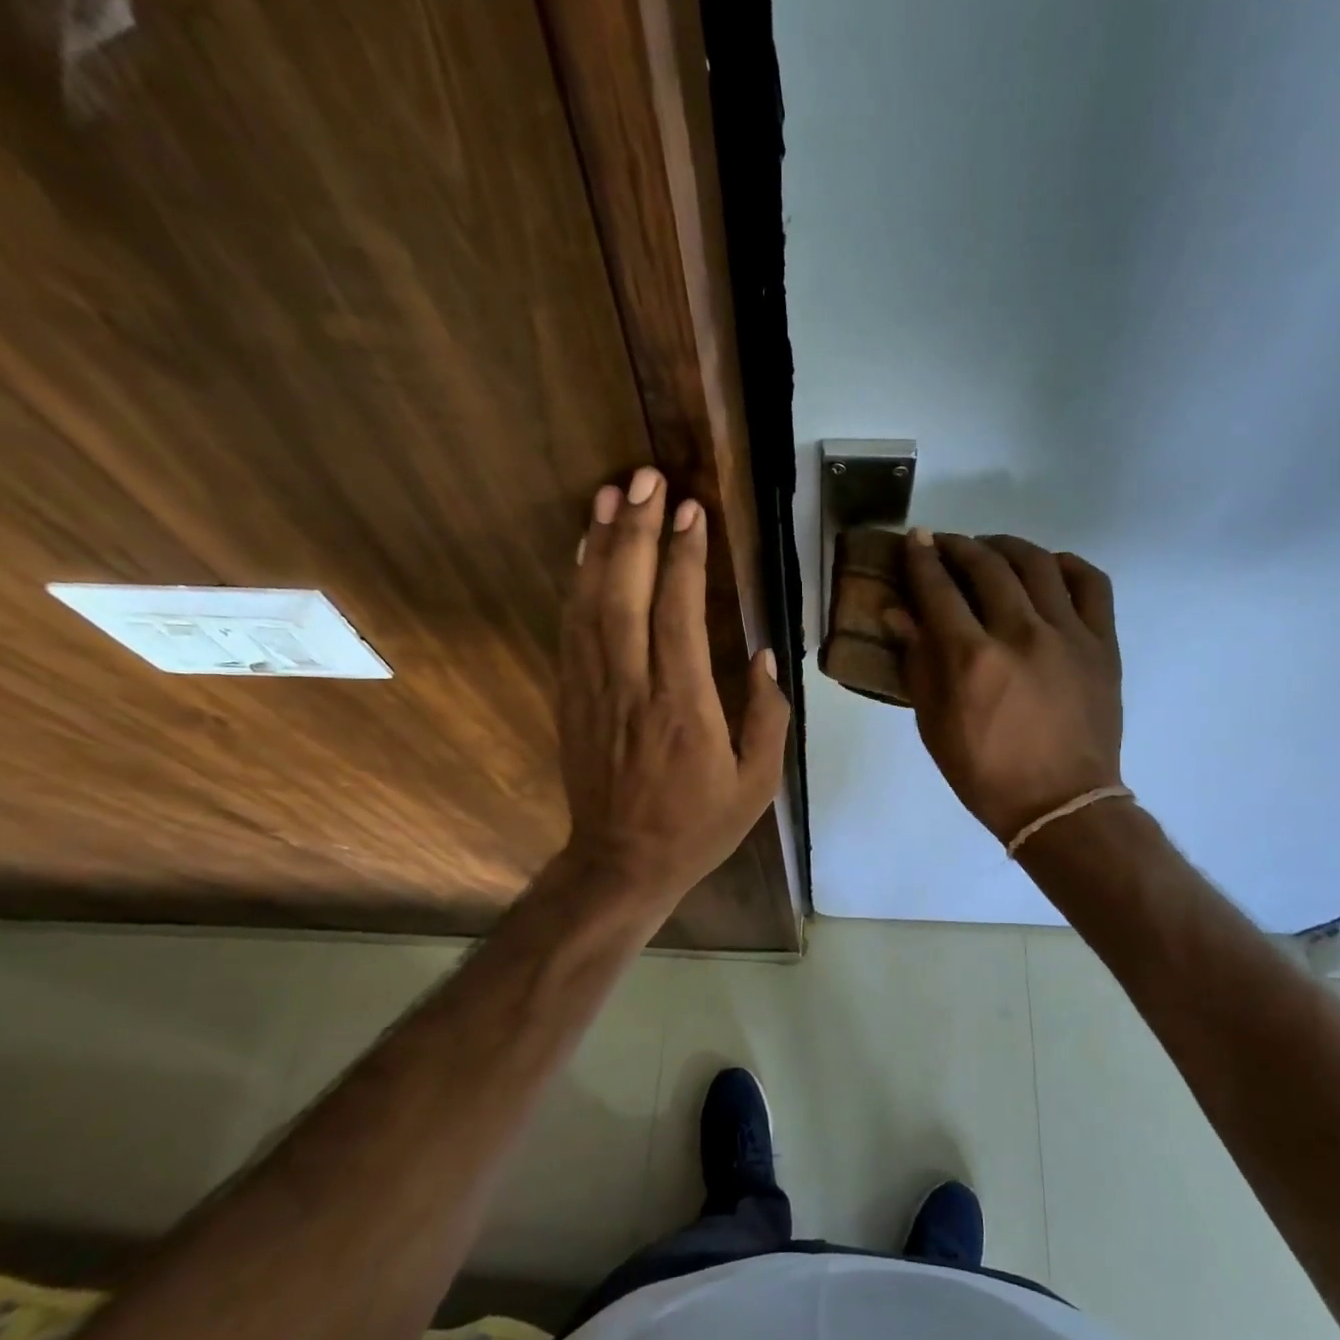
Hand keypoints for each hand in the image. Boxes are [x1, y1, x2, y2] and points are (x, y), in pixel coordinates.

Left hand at [556, 467, 789, 908]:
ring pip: (591, 603)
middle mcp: (633, 687)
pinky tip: (585, 550)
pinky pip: (572, 629)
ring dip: (600, 544)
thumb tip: (764, 654)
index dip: (684, 557)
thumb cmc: (698, 826)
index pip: (679, 614)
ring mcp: (594, 689)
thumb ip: (767, 716)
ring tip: (610, 493)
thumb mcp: (757, 783)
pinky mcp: (572, 696)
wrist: (622, 863)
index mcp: (684, 707)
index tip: (690, 511)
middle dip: (636, 530)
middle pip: (627, 594)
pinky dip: (577, 583)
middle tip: (645, 477)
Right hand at [885, 530, 1121, 844]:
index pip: (939, 589)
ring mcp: (1068, 634)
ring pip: (1037, 563)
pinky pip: (1090, 583)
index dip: (922, 559)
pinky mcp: (1102, 643)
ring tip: (992, 551)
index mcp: (972, 659)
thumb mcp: (934, 725)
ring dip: (1007, 547)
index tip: (915, 539)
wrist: (1060, 804)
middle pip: (987, 566)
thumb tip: (899, 613)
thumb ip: (918, 663)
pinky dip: (1066, 564)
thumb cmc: (984, 773)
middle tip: (946, 545)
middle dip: (959, 546)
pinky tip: (1048, 568)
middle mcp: (1020, 634)